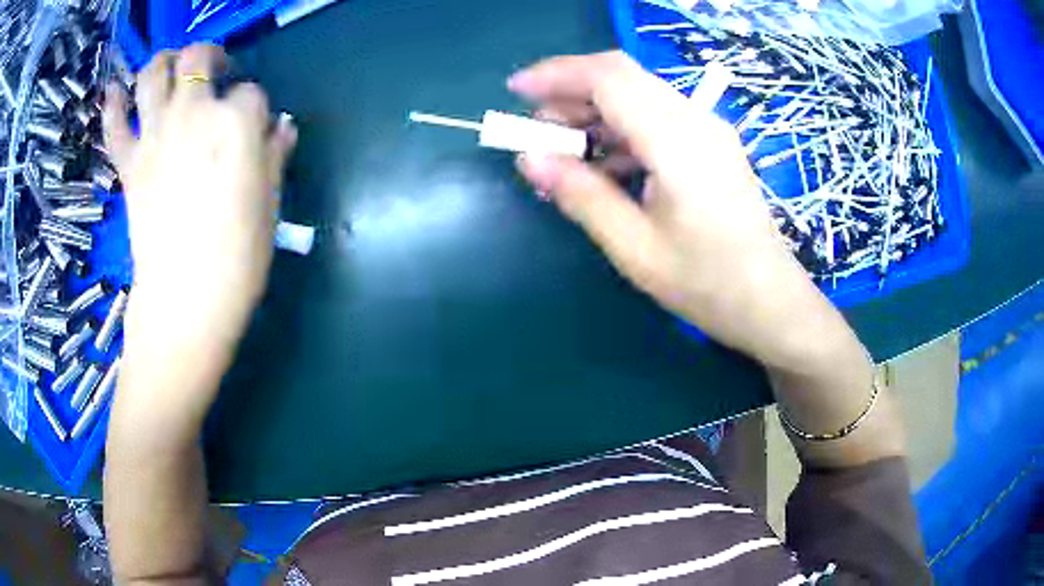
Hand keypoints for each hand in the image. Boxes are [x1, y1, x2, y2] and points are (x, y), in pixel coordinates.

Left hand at [103, 44, 296, 420]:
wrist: (185, 302)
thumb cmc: (238, 257)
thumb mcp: (270, 202)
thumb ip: (274, 154)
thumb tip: (279, 127)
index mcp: (237, 122)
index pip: (252, 93)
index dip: (254, 109)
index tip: (253, 131)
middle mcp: (194, 113)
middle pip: (199, 56)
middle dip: (210, 58)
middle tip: (213, 73)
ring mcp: (155, 135)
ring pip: (153, 72)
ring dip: (162, 63)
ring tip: (169, 70)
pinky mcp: (129, 163)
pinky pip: (114, 125)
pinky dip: (112, 105)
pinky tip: (115, 93)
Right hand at [509, 52, 823, 365]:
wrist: (771, 302)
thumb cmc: (707, 284)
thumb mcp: (635, 248)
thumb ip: (581, 195)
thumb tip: (529, 159)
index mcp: (677, 141)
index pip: (609, 77)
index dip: (557, 74)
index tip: (516, 91)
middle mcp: (696, 120)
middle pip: (622, 78)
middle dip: (570, 94)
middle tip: (538, 134)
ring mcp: (708, 130)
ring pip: (638, 95)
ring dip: (594, 113)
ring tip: (564, 154)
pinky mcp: (711, 145)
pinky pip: (656, 118)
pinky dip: (620, 131)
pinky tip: (604, 167)